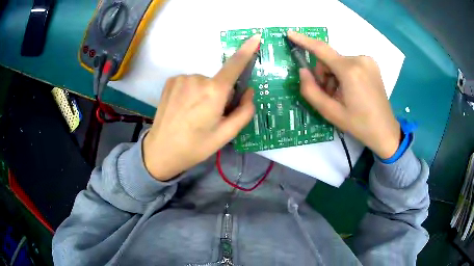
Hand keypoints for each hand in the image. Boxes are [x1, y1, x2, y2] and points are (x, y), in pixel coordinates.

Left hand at [143, 35, 260, 180]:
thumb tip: (248, 91)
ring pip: (203, 82)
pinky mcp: (170, 81)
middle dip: (220, 94)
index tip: (255, 37)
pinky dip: (191, 91)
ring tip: (193, 114)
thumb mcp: (226, 135)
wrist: (161, 151)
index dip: (247, 50)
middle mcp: (197, 78)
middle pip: (218, 81)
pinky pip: (190, 82)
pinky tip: (183, 107)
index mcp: (213, 92)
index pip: (234, 65)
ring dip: (204, 93)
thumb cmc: (196, 146)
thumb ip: (244, 111)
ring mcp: (181, 78)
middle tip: (210, 116)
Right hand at [287, 31, 400, 158]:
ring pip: (339, 62)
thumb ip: (311, 91)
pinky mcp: (372, 64)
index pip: (321, 49)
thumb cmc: (359, 124)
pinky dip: (344, 74)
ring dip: (335, 76)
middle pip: (330, 59)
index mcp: (350, 71)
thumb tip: (303, 71)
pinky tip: (351, 90)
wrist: (385, 131)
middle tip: (330, 95)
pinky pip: (349, 64)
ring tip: (342, 96)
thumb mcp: (331, 112)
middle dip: (324, 75)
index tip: (290, 33)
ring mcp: (368, 61)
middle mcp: (360, 59)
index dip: (303, 40)